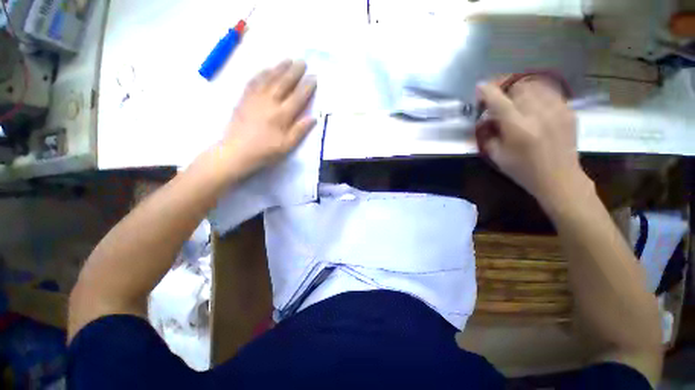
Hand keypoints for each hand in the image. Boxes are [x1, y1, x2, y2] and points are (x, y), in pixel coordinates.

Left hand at [221, 59, 316, 176]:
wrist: (237, 152)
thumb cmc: (265, 152)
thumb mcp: (287, 146)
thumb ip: (300, 131)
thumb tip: (313, 118)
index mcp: (282, 116)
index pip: (298, 97)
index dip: (307, 87)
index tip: (314, 77)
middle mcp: (269, 103)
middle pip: (284, 83)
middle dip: (295, 72)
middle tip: (303, 62)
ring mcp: (255, 98)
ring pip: (269, 78)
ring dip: (280, 68)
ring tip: (288, 60)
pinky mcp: (244, 99)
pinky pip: (254, 81)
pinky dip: (262, 73)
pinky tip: (266, 68)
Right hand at [477, 79, 590, 206]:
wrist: (559, 178)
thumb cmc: (523, 170)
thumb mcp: (497, 156)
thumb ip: (489, 135)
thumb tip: (486, 119)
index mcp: (518, 128)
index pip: (499, 101)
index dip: (488, 91)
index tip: (480, 87)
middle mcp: (538, 114)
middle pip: (519, 87)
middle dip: (505, 87)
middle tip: (498, 95)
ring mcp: (556, 110)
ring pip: (535, 86)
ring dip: (521, 89)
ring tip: (515, 97)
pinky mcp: (567, 111)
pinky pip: (549, 93)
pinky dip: (537, 94)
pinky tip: (533, 104)